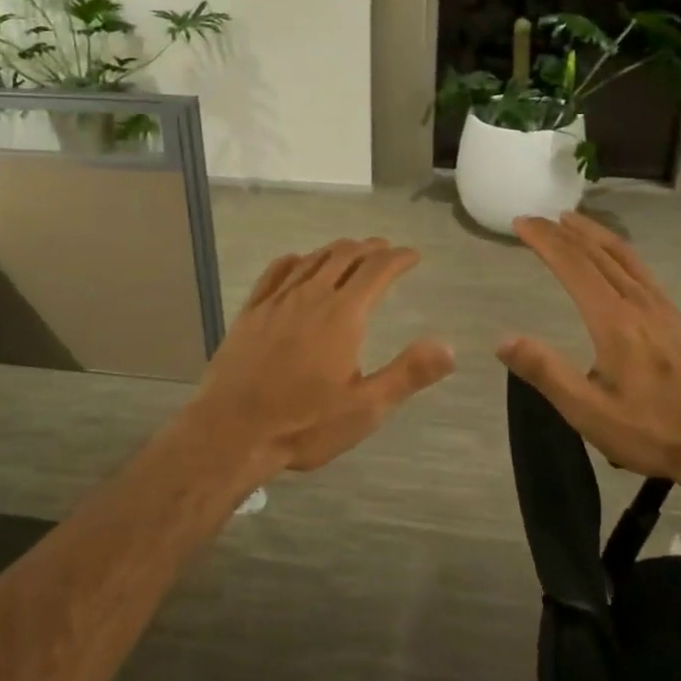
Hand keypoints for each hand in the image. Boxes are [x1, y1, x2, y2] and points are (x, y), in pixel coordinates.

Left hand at [185, 237, 453, 484]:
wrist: (231, 432)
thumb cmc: (303, 424)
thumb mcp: (365, 408)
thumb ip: (408, 374)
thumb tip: (449, 346)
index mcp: (342, 316)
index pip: (377, 271)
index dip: (398, 258)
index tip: (413, 255)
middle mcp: (310, 297)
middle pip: (343, 256)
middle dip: (369, 248)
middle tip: (385, 248)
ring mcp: (276, 302)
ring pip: (311, 260)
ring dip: (336, 251)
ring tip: (350, 251)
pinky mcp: (250, 313)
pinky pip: (274, 273)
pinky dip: (294, 261)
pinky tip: (297, 262)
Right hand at [497, 213, 680, 487]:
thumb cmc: (652, 432)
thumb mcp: (589, 412)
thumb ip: (547, 372)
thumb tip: (504, 339)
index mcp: (615, 322)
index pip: (574, 266)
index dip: (545, 241)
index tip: (522, 223)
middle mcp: (641, 305)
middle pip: (599, 254)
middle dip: (565, 232)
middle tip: (538, 218)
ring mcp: (665, 310)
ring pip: (626, 257)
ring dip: (595, 235)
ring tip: (573, 222)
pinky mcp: (680, 322)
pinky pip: (643, 272)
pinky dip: (620, 253)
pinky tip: (617, 263)